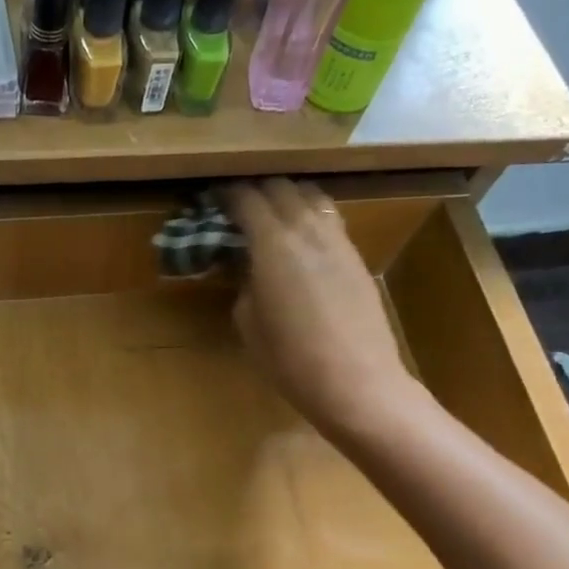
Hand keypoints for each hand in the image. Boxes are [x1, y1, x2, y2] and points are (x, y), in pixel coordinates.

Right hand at [225, 178, 425, 439]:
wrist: (356, 381)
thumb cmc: (289, 360)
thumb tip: (249, 267)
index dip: (226, 194)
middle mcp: (306, 229)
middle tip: (238, 207)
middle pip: (280, 187)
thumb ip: (244, 284)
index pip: (246, 199)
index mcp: (272, 243)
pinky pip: (329, 219)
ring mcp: (337, 239)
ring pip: (311, 197)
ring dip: (287, 198)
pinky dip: (310, 217)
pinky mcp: (356, 256)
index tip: (212, 198)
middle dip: (256, 190)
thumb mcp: (248, 323)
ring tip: (271, 217)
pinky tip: (301, 240)